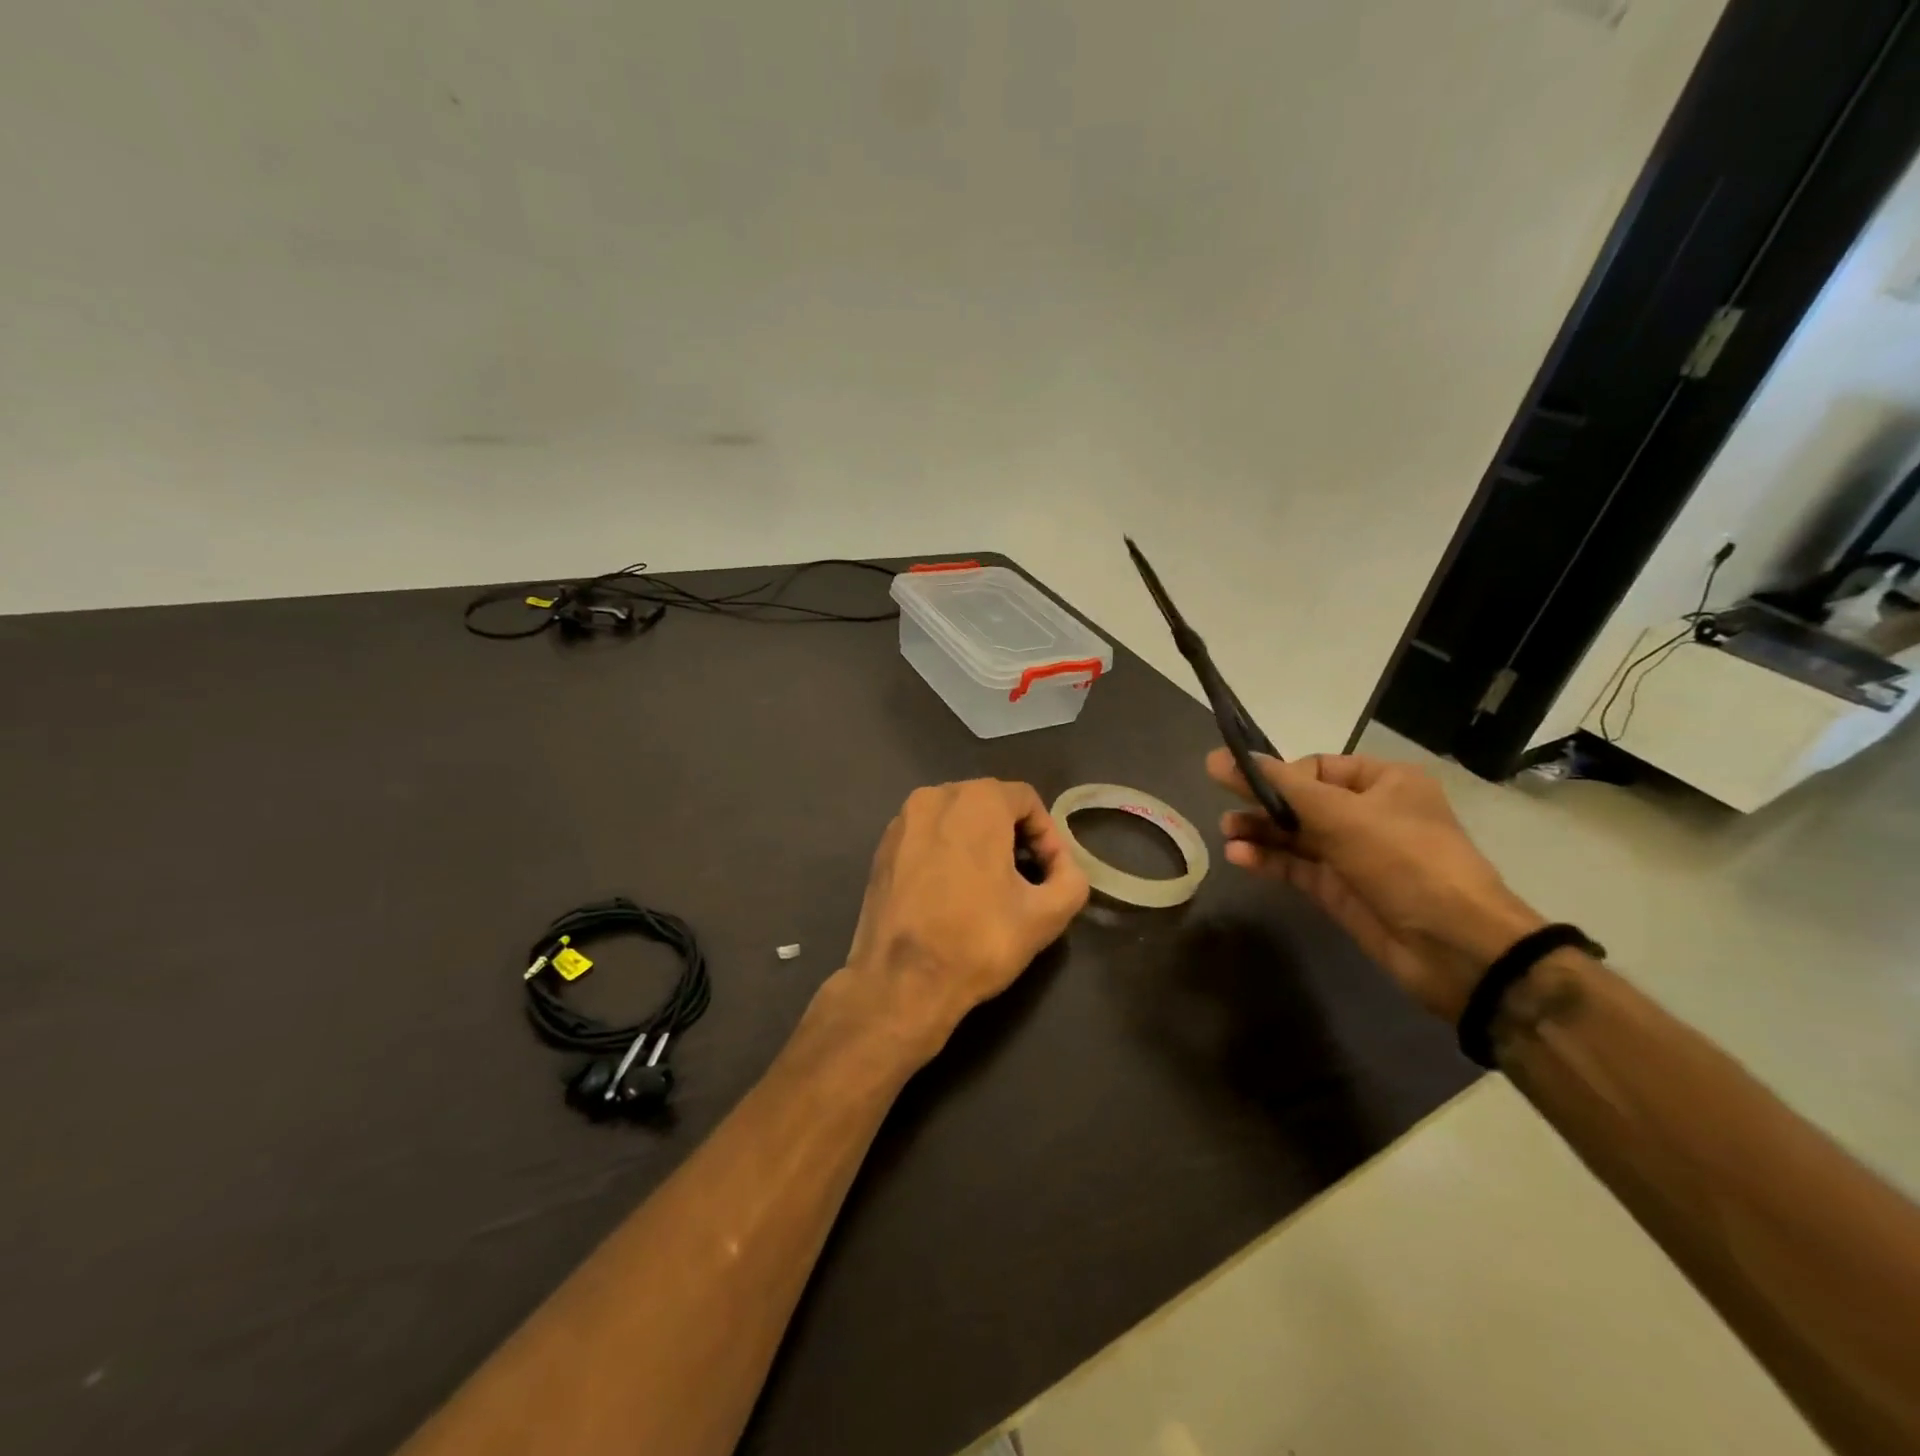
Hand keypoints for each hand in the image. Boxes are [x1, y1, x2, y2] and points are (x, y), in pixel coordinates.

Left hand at [822, 780, 1089, 1070]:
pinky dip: (945, 853)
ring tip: (989, 887)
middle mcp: (934, 797)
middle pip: (988, 804)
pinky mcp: (881, 848)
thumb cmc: (978, 940)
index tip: (1050, 872)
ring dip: (978, 843)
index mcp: (976, 801)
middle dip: (1012, 836)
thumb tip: (1064, 868)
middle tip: (1025, 878)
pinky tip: (950, 894)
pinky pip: (926, 837)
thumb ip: (1072, 879)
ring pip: (954, 819)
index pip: (1026, 799)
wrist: (901, 982)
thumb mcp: (1047, 914)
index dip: (1047, 834)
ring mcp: (901, 822)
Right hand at [1208, 748, 1544, 1020]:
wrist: (1454, 946)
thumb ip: (1279, 786)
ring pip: (1294, 836)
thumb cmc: (1404, 860)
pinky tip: (1240, 857)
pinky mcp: (1340, 890)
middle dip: (1262, 805)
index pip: (1317, 768)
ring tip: (1226, 834)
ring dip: (1260, 833)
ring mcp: (1353, 854)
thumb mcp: (1341, 814)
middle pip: (1301, 801)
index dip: (1279, 775)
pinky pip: (1296, 867)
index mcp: (1384, 782)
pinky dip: (1268, 860)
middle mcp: (1368, 814)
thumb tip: (1221, 757)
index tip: (1242, 783)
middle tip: (1221, 806)